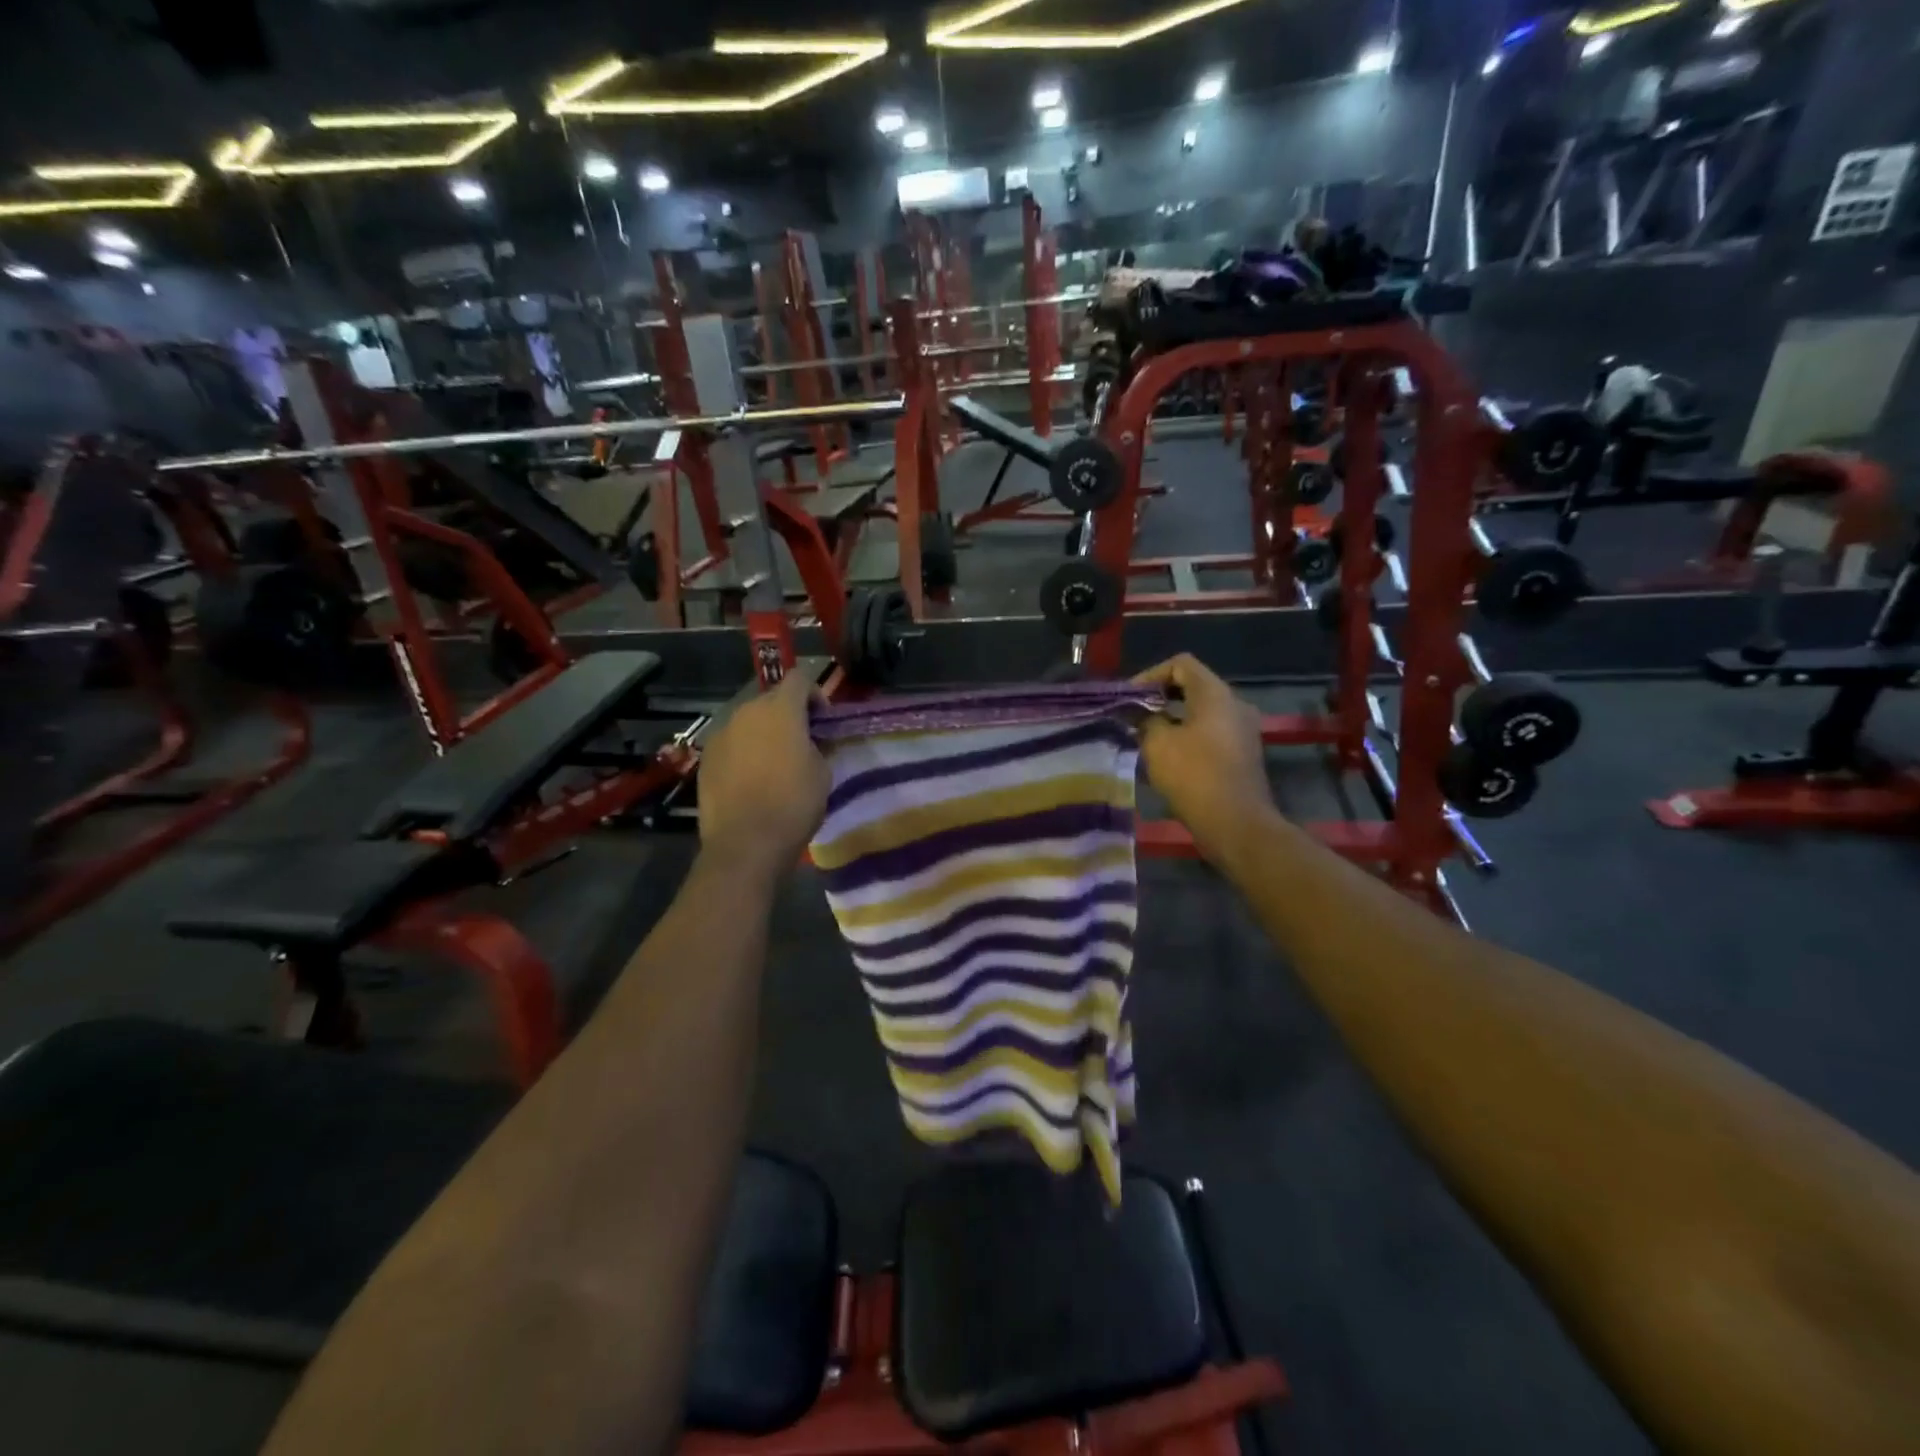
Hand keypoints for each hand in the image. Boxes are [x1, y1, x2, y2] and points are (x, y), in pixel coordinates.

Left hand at [697, 670, 829, 878]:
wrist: (745, 844)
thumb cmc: (794, 804)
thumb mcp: (823, 772)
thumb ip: (818, 745)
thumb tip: (811, 740)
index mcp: (780, 710)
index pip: (800, 678)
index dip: (816, 693)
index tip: (824, 720)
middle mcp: (746, 712)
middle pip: (772, 699)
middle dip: (789, 714)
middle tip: (803, 743)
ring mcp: (721, 734)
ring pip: (749, 722)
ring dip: (765, 733)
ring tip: (775, 763)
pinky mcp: (706, 758)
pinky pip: (732, 744)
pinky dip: (745, 752)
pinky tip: (752, 780)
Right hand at [1135, 655, 1276, 863]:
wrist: (1236, 823)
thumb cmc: (1194, 775)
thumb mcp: (1157, 743)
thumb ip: (1145, 719)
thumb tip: (1140, 712)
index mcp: (1215, 694)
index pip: (1181, 664)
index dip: (1150, 675)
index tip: (1129, 698)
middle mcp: (1234, 704)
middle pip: (1193, 685)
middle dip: (1160, 696)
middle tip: (1134, 714)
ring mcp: (1243, 729)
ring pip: (1202, 710)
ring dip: (1173, 717)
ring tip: (1146, 734)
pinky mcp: (1243, 752)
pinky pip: (1211, 730)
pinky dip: (1188, 733)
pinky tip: (1169, 754)